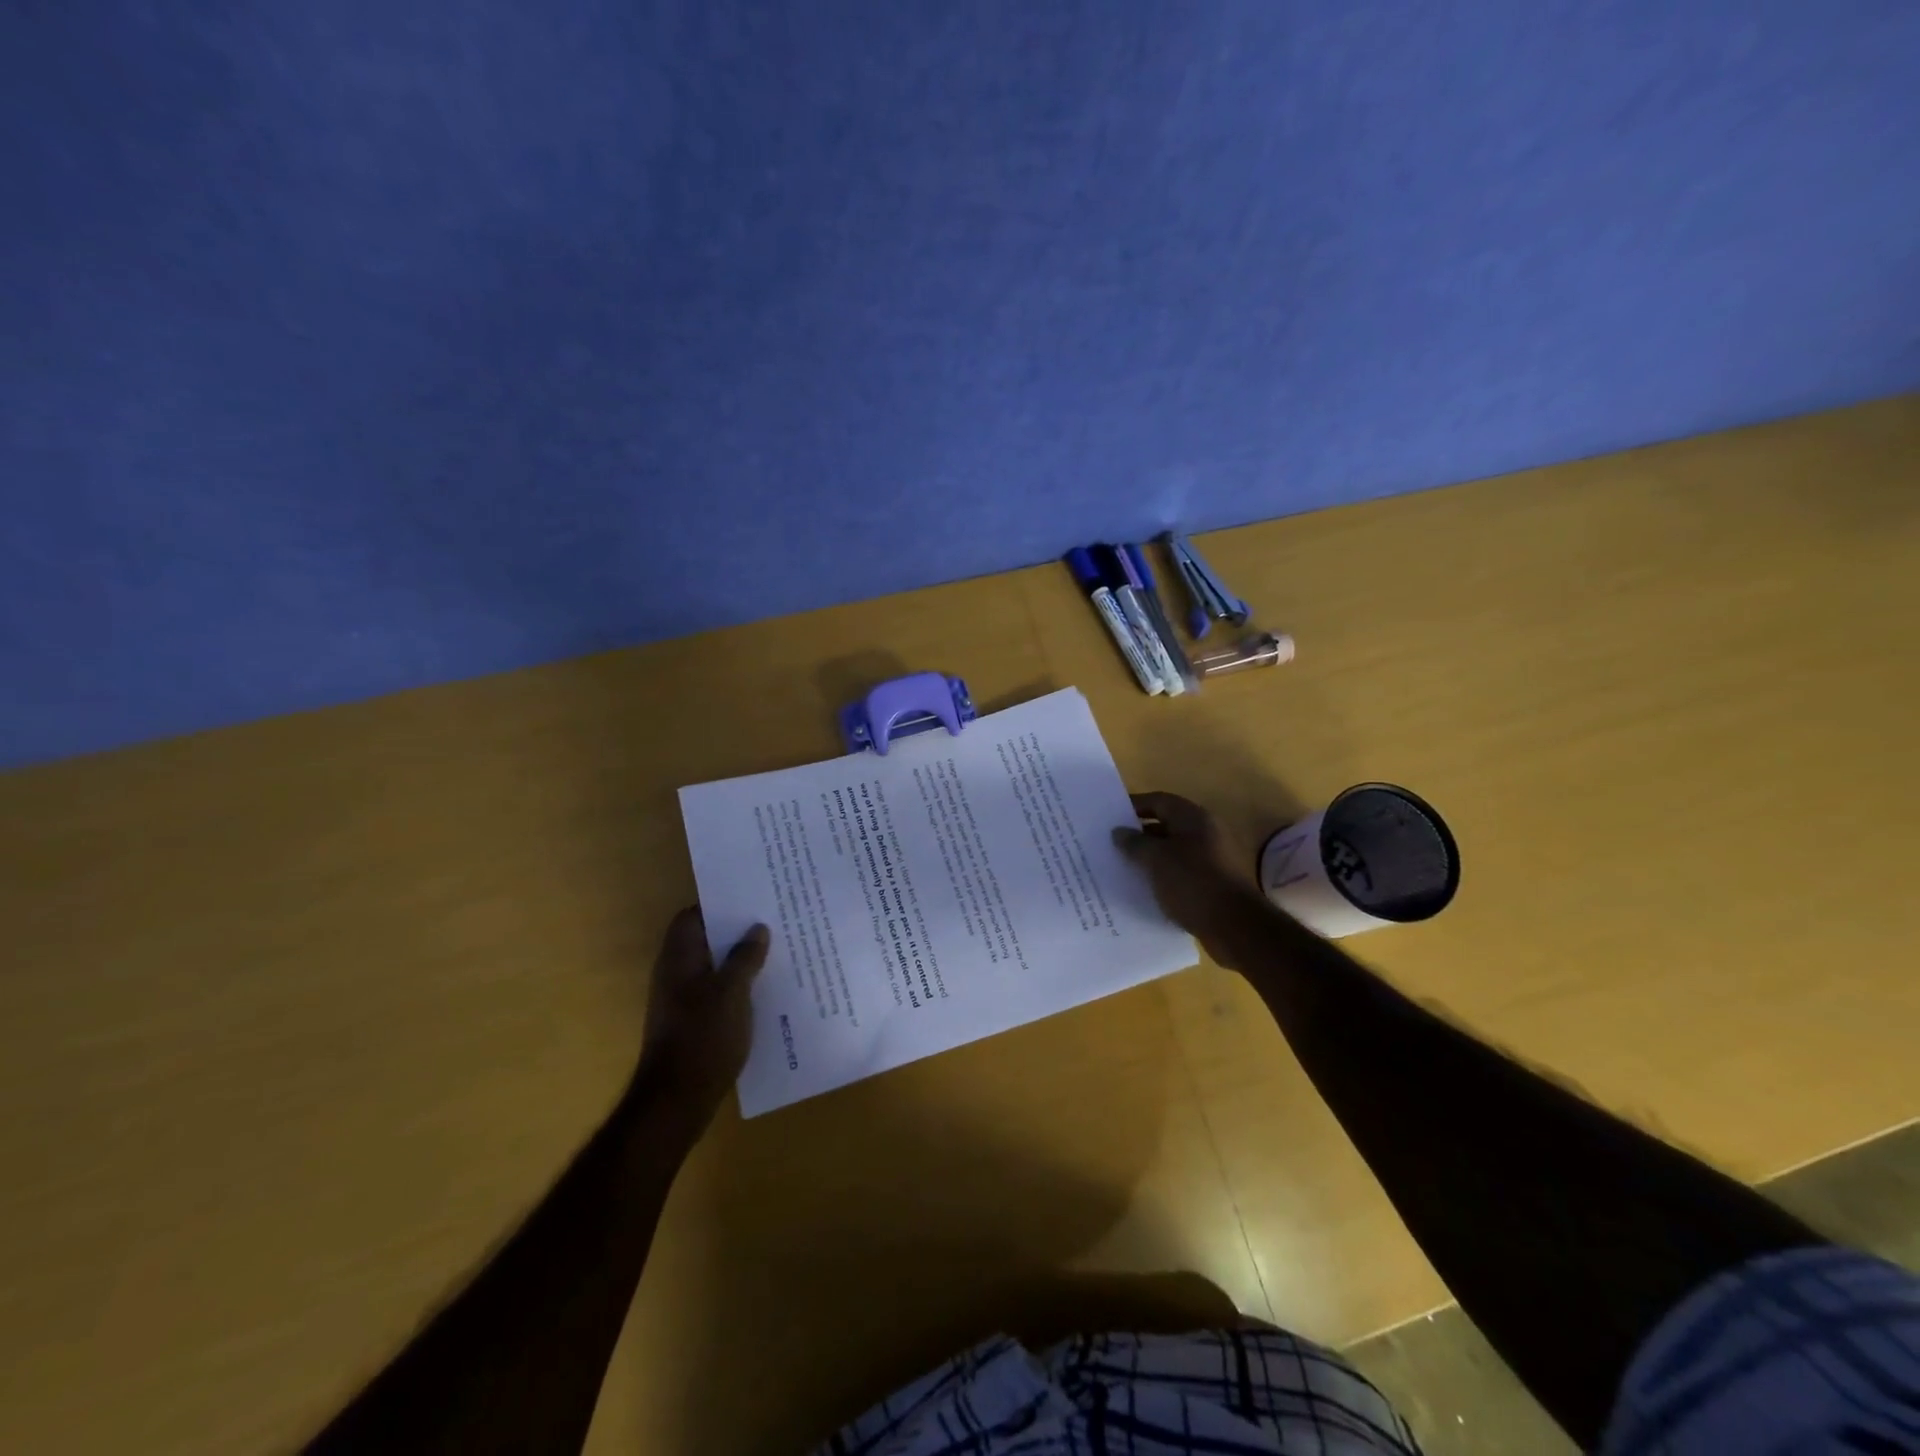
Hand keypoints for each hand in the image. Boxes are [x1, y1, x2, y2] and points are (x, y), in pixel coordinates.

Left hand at [634, 907, 769, 1133]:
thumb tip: (757, 929)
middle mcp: (675, 974)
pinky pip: (717, 992)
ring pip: (713, 967)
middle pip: (705, 940)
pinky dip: (737, 986)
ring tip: (776, 951)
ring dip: (739, 960)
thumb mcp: (732, 992)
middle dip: (736, 932)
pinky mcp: (692, 1023)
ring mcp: (682, 1000)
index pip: (692, 916)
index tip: (751, 899)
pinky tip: (765, 989)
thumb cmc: (703, 1036)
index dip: (718, 905)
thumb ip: (745, 957)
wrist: (677, 1100)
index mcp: (679, 958)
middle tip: (772, 921)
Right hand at [1114, 792, 1268, 969]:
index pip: (1159, 801)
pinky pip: (1179, 873)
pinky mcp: (1211, 884)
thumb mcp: (1156, 860)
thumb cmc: (1193, 883)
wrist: (1235, 927)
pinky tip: (1142, 888)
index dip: (1134, 805)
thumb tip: (1119, 832)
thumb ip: (1135, 843)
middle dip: (1138, 834)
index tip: (1109, 816)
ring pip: (1171, 852)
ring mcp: (1210, 859)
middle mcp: (1204, 833)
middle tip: (1110, 844)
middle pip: (1165, 825)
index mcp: (1193, 819)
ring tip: (1120, 867)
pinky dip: (1161, 877)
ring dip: (1148, 858)